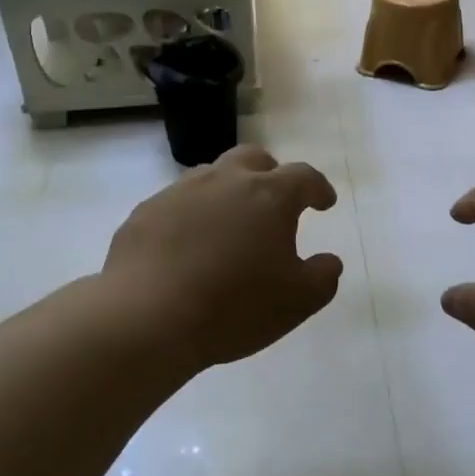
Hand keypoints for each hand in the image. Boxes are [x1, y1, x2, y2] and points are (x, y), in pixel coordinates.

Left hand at [102, 146, 343, 374]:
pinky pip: (176, 203)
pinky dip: (191, 215)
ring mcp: (180, 192)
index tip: (325, 202)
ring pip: (211, 176)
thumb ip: (322, 277)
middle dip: (270, 174)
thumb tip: (329, 261)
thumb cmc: (234, 307)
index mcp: (268, 196)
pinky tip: (187, 246)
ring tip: (229, 224)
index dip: (318, 188)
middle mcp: (225, 181)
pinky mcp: (145, 212)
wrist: (146, 317)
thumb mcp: (297, 301)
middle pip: (253, 158)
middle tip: (274, 202)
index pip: (303, 177)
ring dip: (227, 191)